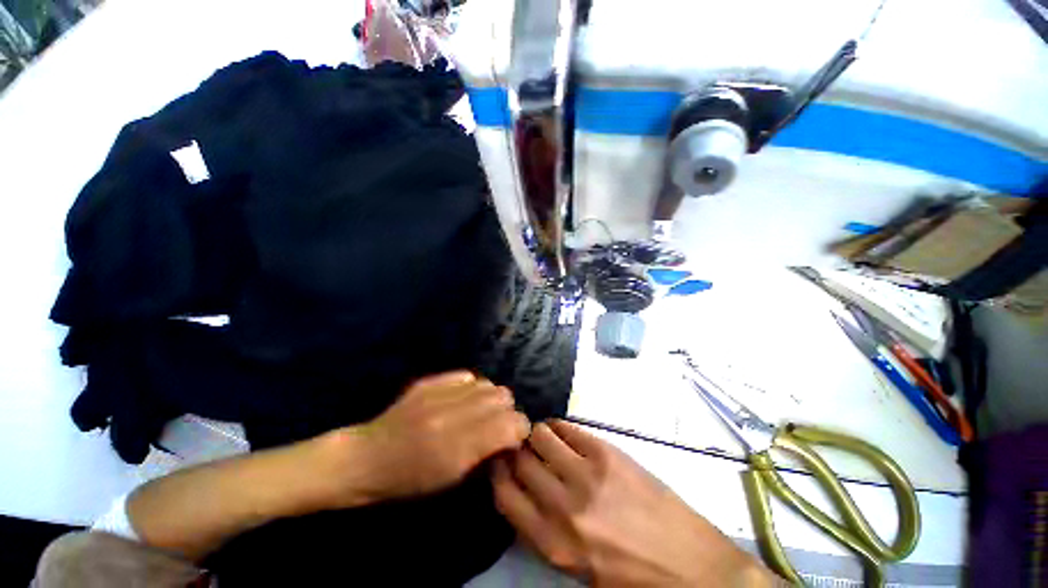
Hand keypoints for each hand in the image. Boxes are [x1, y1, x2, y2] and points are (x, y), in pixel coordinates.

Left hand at [324, 371, 530, 505]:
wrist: (365, 458)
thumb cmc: (407, 482)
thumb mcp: (451, 480)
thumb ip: (486, 454)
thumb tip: (509, 436)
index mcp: (458, 447)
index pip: (510, 423)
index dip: (520, 429)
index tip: (514, 439)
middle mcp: (453, 413)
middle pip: (503, 397)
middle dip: (507, 412)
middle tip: (496, 426)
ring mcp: (440, 392)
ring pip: (488, 383)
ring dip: (491, 399)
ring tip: (479, 412)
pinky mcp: (430, 381)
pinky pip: (467, 376)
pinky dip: (472, 388)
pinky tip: (463, 400)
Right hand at [492, 420, 776, 587]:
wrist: (693, 569)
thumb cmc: (632, 577)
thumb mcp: (578, 570)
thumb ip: (545, 532)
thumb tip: (525, 493)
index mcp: (554, 544)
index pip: (505, 496)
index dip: (497, 472)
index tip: (499, 461)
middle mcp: (564, 506)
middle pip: (521, 461)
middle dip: (515, 449)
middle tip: (519, 445)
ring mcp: (588, 475)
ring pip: (542, 436)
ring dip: (536, 434)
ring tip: (542, 438)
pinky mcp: (608, 453)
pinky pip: (569, 428)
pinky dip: (559, 426)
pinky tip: (561, 431)